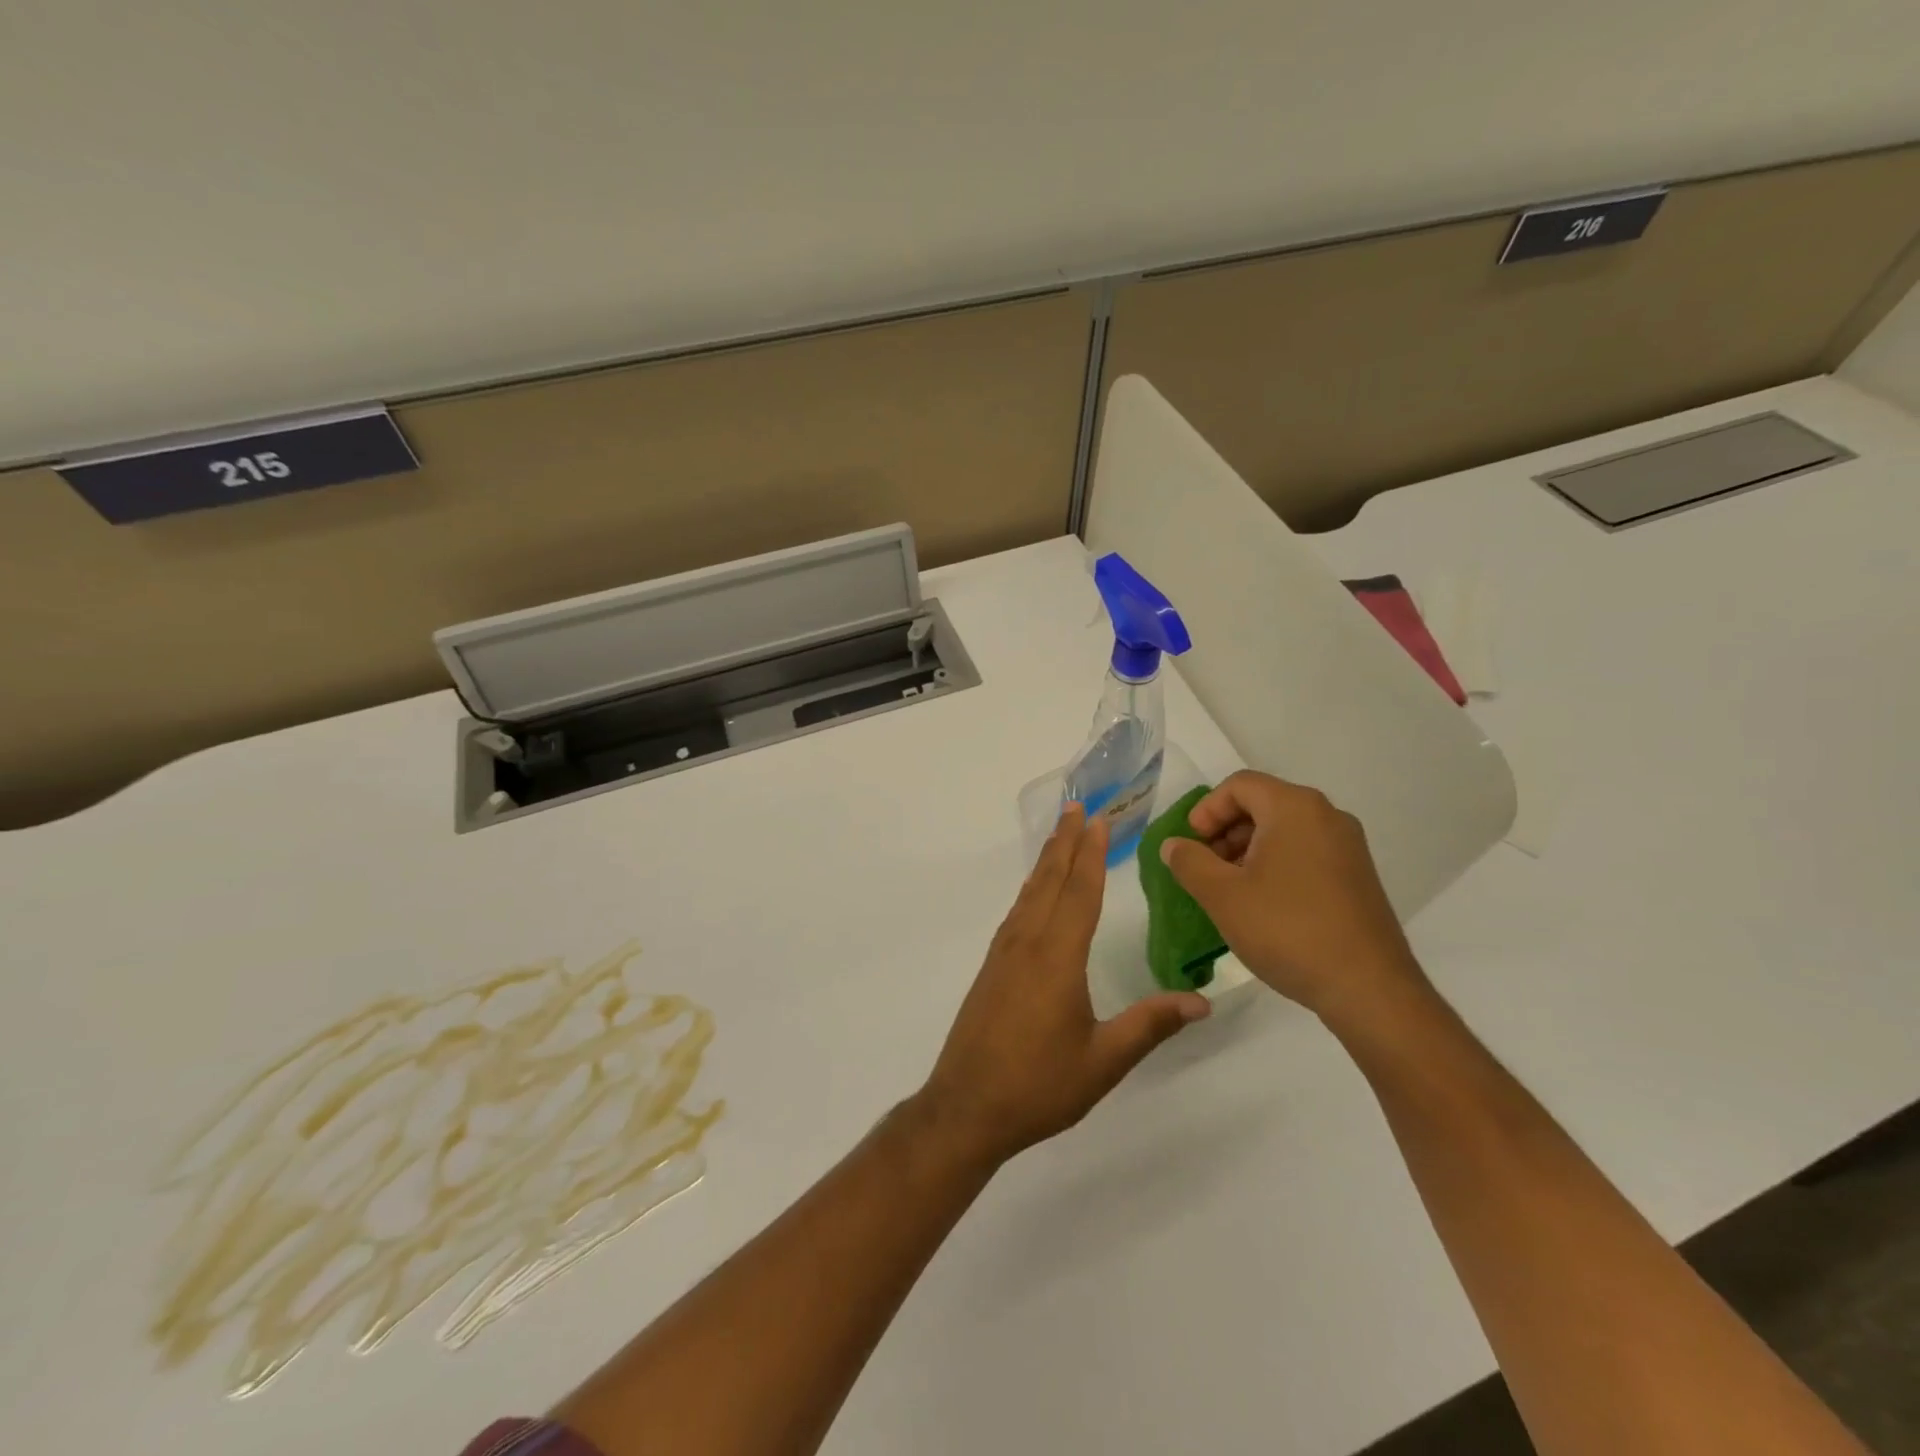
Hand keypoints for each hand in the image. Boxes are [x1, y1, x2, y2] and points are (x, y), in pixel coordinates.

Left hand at [917, 803, 1210, 1165]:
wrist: (966, 1107)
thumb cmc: (1038, 1085)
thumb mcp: (1103, 1061)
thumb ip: (1150, 1025)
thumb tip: (1202, 1001)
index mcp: (1056, 957)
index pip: (1079, 892)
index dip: (1092, 854)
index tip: (1098, 820)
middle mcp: (1027, 943)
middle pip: (1050, 881)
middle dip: (1065, 842)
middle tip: (1076, 806)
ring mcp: (1003, 953)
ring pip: (1029, 894)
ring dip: (1046, 860)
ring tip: (1059, 836)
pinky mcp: (991, 967)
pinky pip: (1017, 912)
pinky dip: (1031, 889)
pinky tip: (1035, 893)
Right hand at [1159, 771, 1426, 1024]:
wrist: (1369, 988)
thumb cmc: (1287, 930)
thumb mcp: (1223, 895)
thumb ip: (1189, 862)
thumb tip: (1174, 845)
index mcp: (1295, 808)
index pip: (1239, 785)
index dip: (1206, 810)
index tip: (1190, 846)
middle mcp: (1327, 816)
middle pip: (1262, 804)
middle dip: (1225, 832)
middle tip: (1204, 868)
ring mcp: (1348, 847)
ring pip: (1283, 830)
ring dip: (1247, 850)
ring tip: (1229, 890)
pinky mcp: (1357, 877)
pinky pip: (1305, 853)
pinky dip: (1275, 865)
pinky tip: (1262, 904)